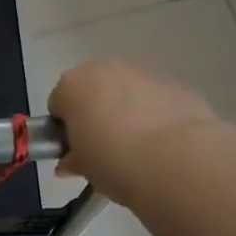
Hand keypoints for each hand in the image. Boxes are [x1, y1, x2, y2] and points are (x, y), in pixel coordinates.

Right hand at [48, 60, 218, 206]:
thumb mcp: (83, 167)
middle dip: (95, 113)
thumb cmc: (112, 160)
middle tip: (104, 149)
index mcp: (73, 85)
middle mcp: (106, 68)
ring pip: (127, 91)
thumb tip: (70, 162)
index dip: (65, 129)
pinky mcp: (177, 84)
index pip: (58, 104)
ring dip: (127, 111)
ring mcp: (144, 72)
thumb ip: (72, 159)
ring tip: (138, 148)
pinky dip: (156, 114)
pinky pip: (156, 99)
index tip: (76, 150)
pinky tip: (163, 143)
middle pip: (93, 90)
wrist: (174, 160)